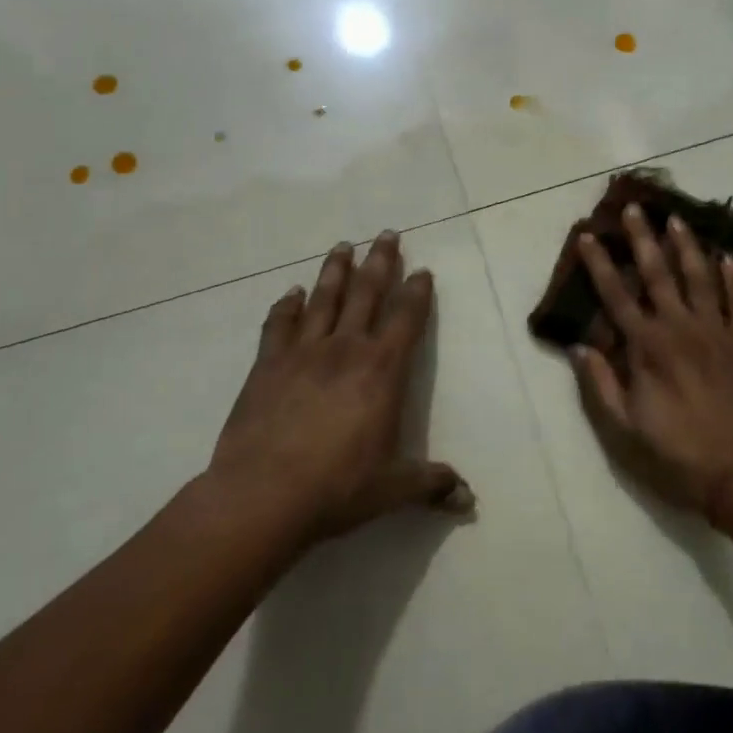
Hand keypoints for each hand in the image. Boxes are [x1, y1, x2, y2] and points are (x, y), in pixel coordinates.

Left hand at [209, 232, 472, 545]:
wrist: (263, 496)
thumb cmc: (337, 488)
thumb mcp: (392, 489)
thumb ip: (430, 484)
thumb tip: (468, 499)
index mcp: (382, 370)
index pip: (406, 319)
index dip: (417, 292)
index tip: (422, 270)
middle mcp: (346, 349)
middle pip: (367, 293)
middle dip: (380, 261)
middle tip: (386, 233)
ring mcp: (304, 352)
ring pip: (325, 299)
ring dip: (336, 270)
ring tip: (343, 245)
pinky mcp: (267, 364)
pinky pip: (279, 325)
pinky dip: (286, 306)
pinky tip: (290, 293)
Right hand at [572, 204, 732, 515]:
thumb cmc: (677, 455)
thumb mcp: (624, 430)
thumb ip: (601, 385)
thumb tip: (581, 346)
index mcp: (648, 348)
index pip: (616, 296)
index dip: (599, 264)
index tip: (587, 236)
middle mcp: (681, 328)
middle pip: (659, 273)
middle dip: (644, 238)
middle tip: (635, 207)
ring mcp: (717, 333)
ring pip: (701, 278)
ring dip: (688, 246)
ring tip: (678, 219)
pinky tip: (729, 259)